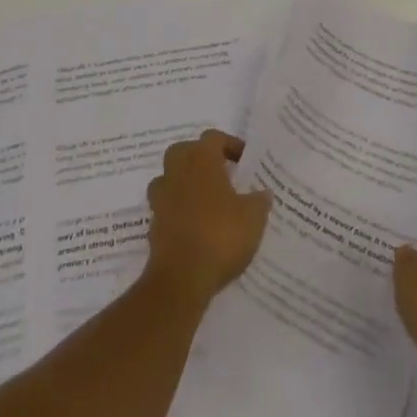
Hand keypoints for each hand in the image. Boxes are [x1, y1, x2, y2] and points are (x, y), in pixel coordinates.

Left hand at [144, 130, 271, 304]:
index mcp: (201, 160)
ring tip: (208, 200)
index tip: (245, 160)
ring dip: (186, 183)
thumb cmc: (221, 235)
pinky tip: (197, 226)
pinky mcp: (153, 224)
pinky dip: (179, 210)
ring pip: (171, 177)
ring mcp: (161, 198)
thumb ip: (259, 200)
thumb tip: (262, 193)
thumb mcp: (253, 217)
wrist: (182, 278)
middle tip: (221, 173)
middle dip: (201, 158)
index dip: (230, 144)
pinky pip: (167, 206)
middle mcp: (177, 171)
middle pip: (185, 151)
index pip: (213, 138)